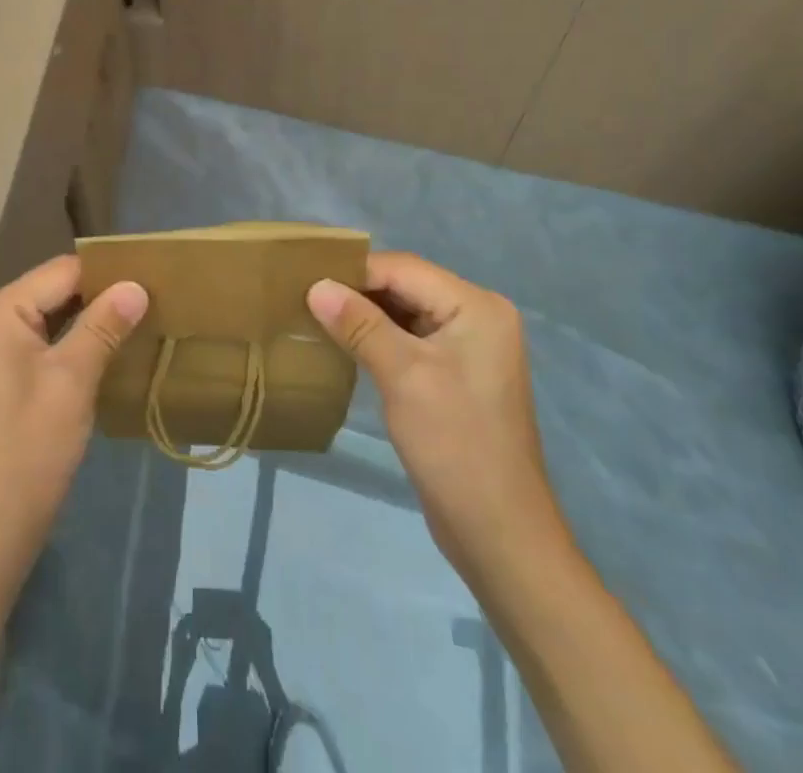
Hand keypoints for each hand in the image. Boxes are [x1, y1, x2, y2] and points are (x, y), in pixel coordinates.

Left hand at [0, 256, 147, 577]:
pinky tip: (112, 350)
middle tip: (155, 300)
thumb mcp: (72, 381)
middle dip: (102, 295)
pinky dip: (76, 342)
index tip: (155, 278)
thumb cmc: (28, 450)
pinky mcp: (3, 374)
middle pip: (56, 290)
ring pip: (53, 316)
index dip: (109, 273)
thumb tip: (137, 285)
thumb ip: (103, 326)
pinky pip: (44, 341)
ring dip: (92, 320)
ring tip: (143, 319)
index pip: (63, 271)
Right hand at [307, 251, 568, 581]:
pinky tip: (343, 345)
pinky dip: (377, 338)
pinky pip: (409, 339)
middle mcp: (477, 316)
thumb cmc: (455, 445)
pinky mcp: (454, 373)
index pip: (403, 269)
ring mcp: (467, 346)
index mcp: (476, 306)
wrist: (498, 534)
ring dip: (363, 315)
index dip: (354, 272)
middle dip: (356, 292)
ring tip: (314, 317)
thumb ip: (359, 325)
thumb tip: (315, 286)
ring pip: (403, 312)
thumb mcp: (403, 376)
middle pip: (404, 286)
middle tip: (304, 297)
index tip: (305, 281)